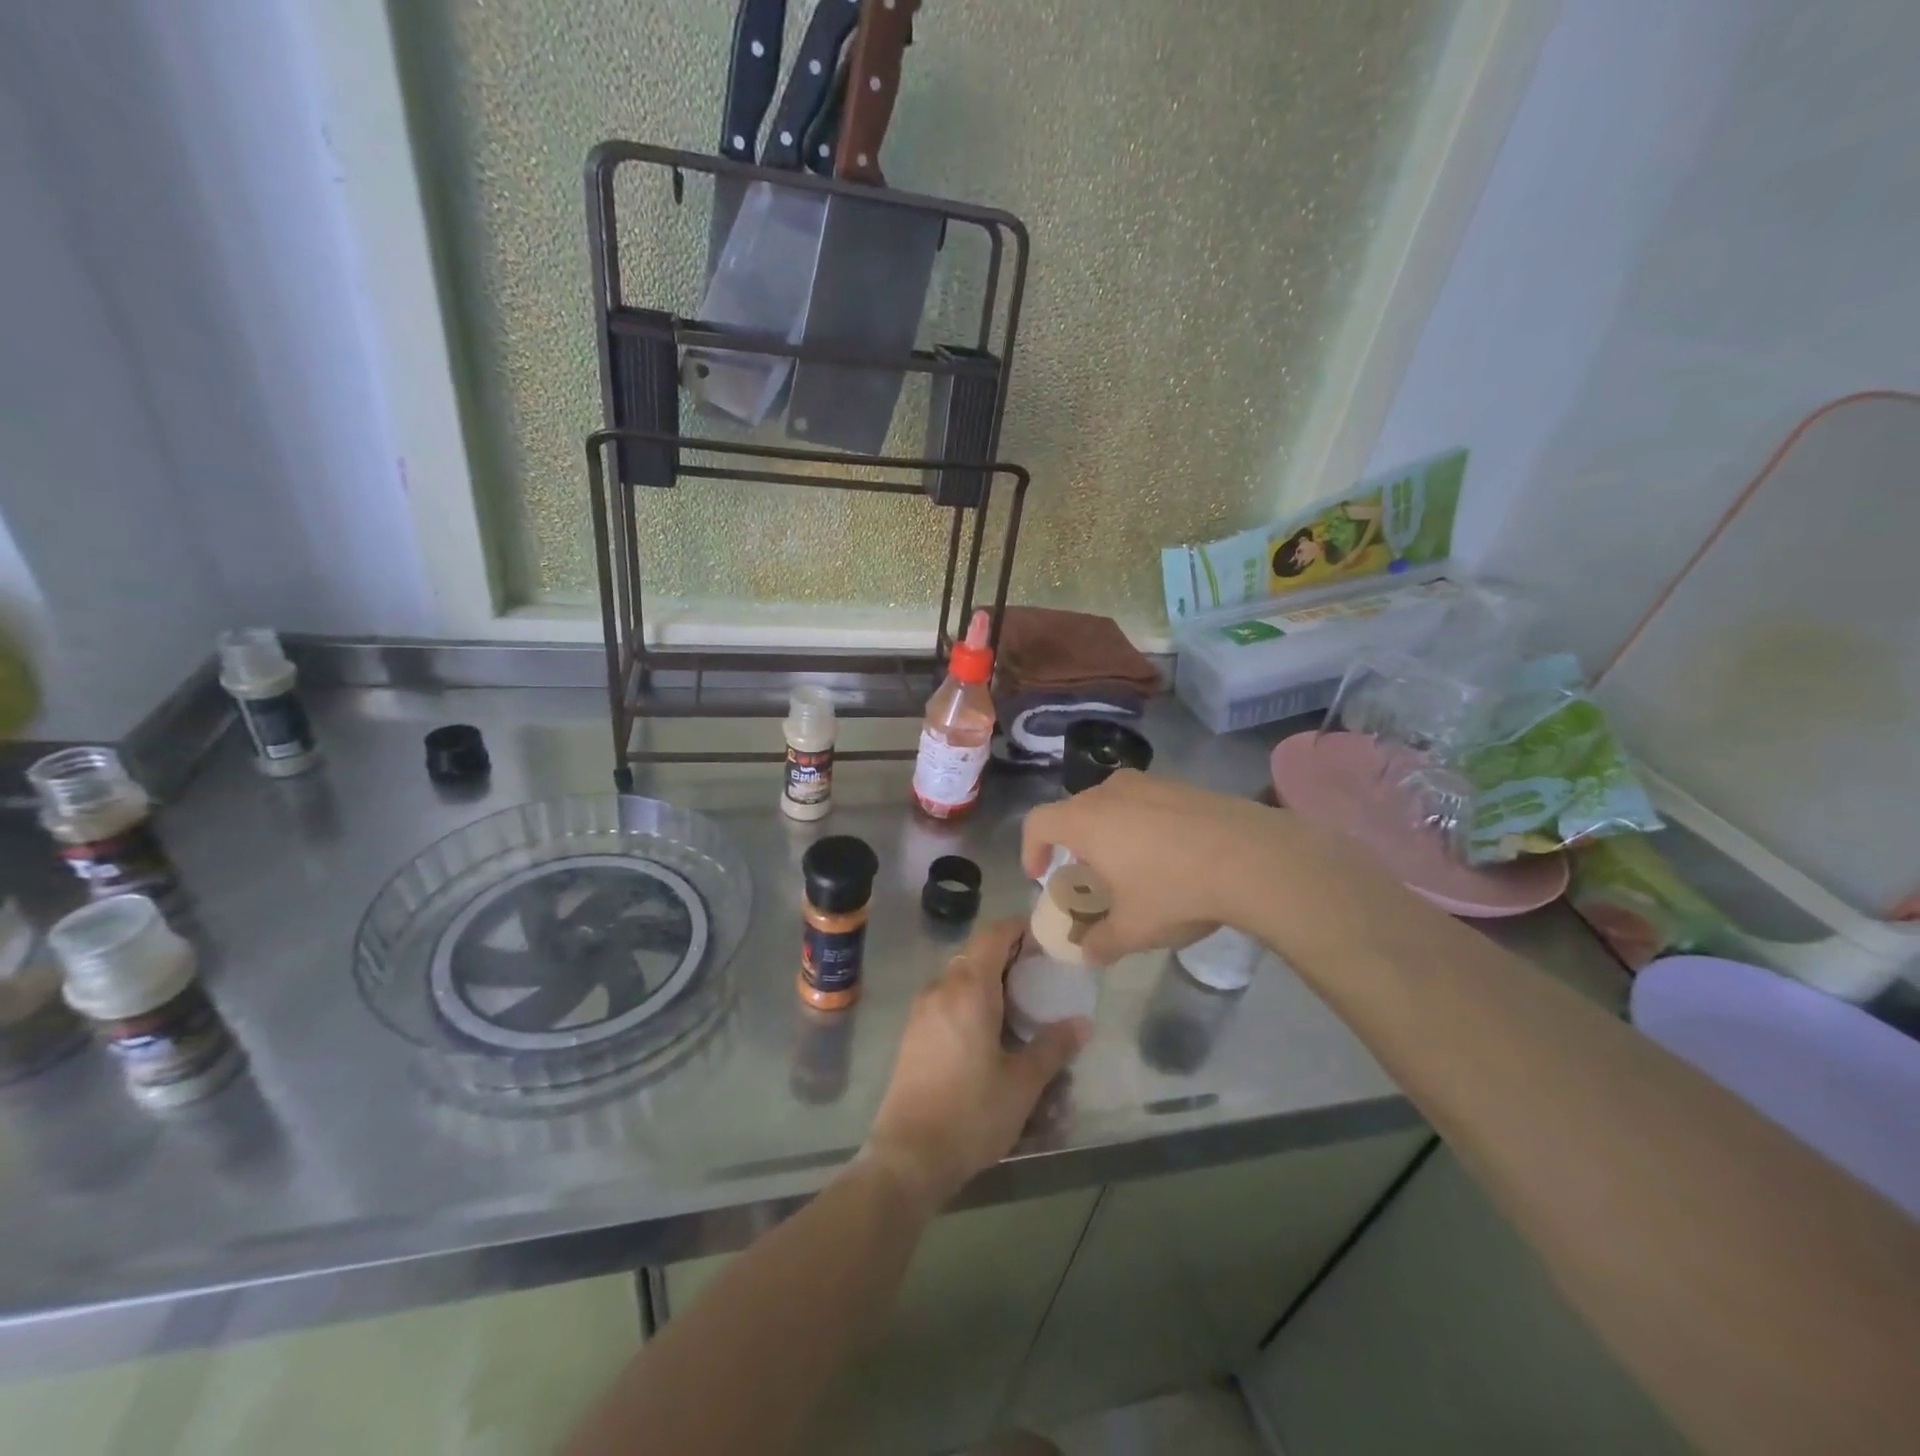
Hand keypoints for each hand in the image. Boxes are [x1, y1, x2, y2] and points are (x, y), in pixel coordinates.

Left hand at [867, 919, 1088, 1212]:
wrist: (909, 1156)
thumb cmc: (971, 1114)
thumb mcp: (1023, 1083)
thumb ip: (1053, 1046)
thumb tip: (1082, 1022)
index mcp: (968, 989)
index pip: (994, 935)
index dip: (1020, 929)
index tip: (1046, 938)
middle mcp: (941, 988)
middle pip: (977, 954)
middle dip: (1009, 957)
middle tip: (1042, 975)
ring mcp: (922, 1011)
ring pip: (961, 978)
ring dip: (989, 981)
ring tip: (1021, 1005)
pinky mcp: (913, 1033)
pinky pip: (947, 1000)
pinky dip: (971, 1001)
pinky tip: (991, 1032)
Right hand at [1020, 769, 1338, 964]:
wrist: (1253, 857)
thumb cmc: (1175, 890)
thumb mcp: (1133, 929)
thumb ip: (1100, 943)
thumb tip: (1085, 954)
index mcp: (1085, 820)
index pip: (1038, 823)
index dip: (1030, 849)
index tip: (1041, 876)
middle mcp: (1110, 792)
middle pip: (1075, 811)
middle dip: (1073, 844)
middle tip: (1089, 877)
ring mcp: (1150, 783)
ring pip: (1113, 804)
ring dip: (1110, 832)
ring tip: (1131, 866)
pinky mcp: (1184, 785)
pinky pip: (1147, 802)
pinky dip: (1144, 824)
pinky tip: (1171, 855)